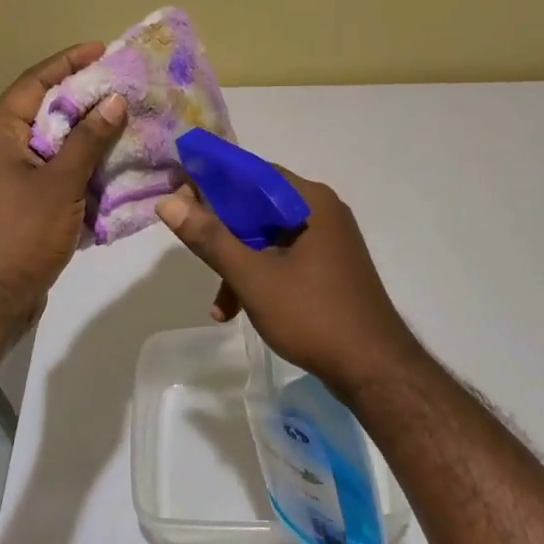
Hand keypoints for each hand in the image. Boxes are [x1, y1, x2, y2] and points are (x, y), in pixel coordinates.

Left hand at [0, 43, 126, 326]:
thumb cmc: (22, 235)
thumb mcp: (60, 184)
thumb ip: (88, 140)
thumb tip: (114, 101)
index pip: (33, 83)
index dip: (67, 63)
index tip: (101, 50)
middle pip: (43, 110)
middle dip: (82, 97)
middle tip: (120, 86)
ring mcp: (8, 178)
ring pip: (51, 143)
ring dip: (84, 133)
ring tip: (123, 121)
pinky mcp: (20, 203)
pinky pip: (53, 171)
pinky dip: (79, 165)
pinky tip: (109, 165)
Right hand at [154, 170, 418, 394]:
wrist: (375, 370)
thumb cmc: (313, 315)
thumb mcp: (253, 277)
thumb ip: (210, 238)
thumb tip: (168, 203)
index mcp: (309, 200)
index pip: (251, 172)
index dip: (211, 179)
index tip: (177, 192)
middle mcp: (321, 211)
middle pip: (257, 205)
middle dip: (221, 229)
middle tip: (187, 240)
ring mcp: (328, 241)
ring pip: (267, 236)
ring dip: (237, 262)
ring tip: (217, 303)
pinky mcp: (329, 268)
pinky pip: (283, 257)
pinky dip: (259, 276)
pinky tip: (237, 311)